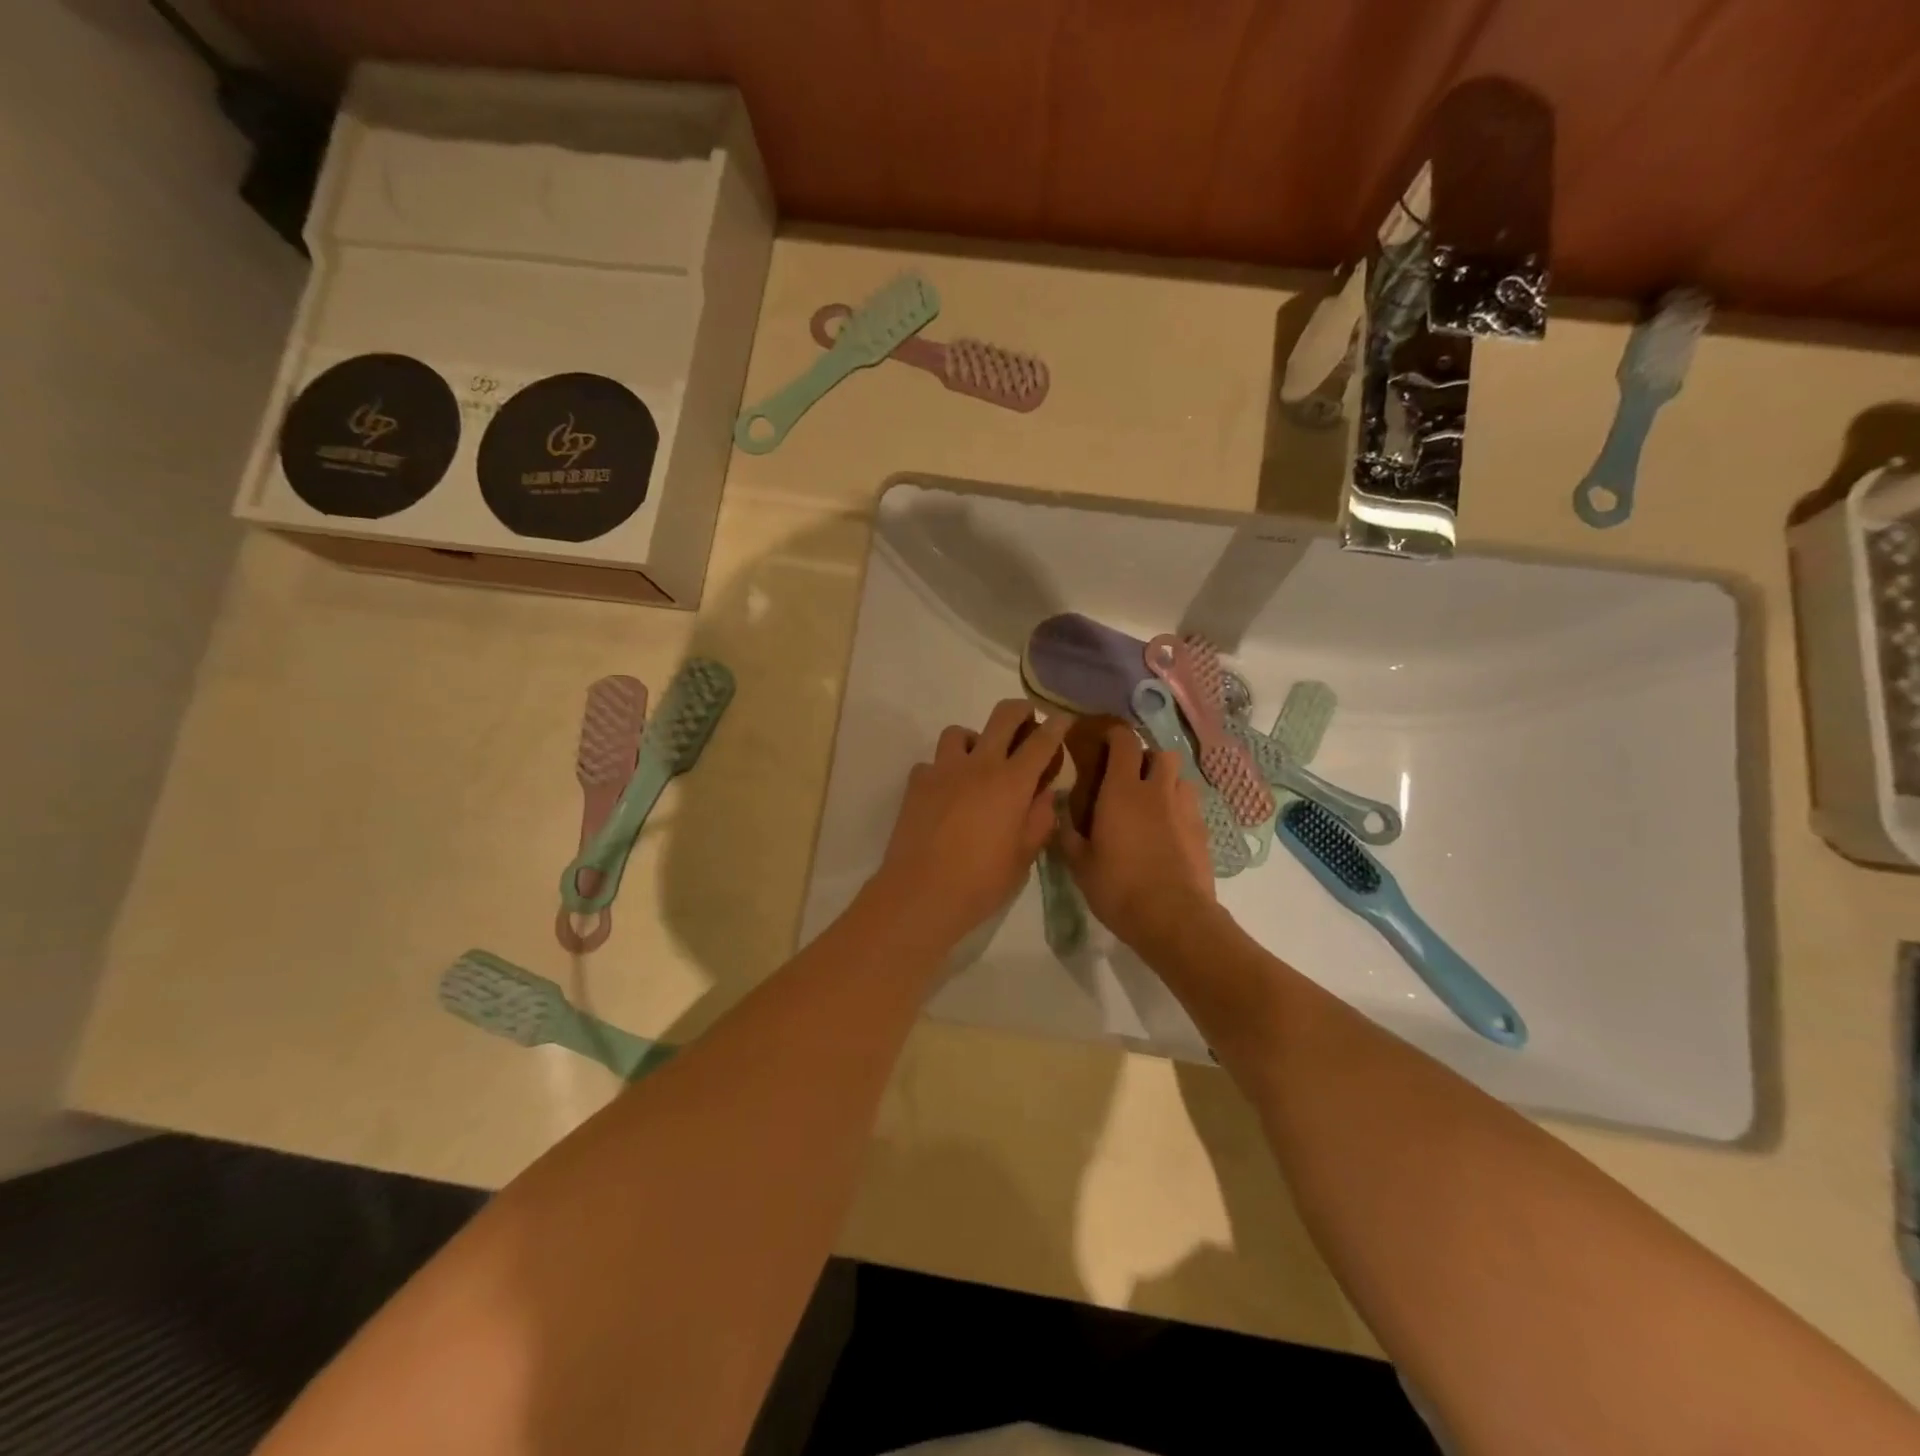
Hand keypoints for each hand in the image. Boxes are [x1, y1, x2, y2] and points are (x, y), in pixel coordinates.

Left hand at [868, 700, 1069, 949]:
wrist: (921, 892)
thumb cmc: (981, 881)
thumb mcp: (1023, 857)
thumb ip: (1039, 820)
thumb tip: (1046, 795)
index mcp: (1011, 783)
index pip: (1041, 742)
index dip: (1056, 725)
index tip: (1064, 717)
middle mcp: (978, 765)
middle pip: (1002, 717)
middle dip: (1020, 710)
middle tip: (1027, 719)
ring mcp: (943, 770)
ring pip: (959, 732)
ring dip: (974, 739)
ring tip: (978, 760)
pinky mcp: (916, 783)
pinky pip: (932, 763)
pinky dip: (942, 770)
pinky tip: (945, 792)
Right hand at [1058, 724, 1216, 955]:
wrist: (1174, 918)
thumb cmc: (1118, 887)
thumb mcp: (1080, 865)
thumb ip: (1068, 835)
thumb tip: (1060, 814)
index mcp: (1122, 790)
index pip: (1124, 742)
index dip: (1115, 735)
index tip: (1103, 741)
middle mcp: (1157, 790)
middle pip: (1160, 753)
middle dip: (1146, 758)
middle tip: (1129, 777)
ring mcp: (1185, 809)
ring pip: (1180, 778)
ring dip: (1166, 782)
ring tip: (1153, 802)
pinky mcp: (1203, 831)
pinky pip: (1191, 806)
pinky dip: (1179, 809)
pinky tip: (1169, 830)